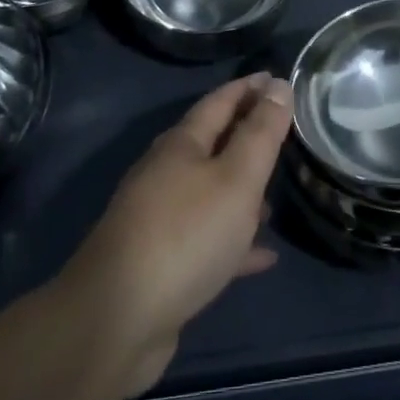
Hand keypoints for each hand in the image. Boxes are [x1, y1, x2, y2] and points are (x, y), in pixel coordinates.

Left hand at [59, 72, 291, 395]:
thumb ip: (261, 133)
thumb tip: (278, 84)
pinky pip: (208, 240)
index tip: (277, 78)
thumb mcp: (236, 178)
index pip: (220, 101)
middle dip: (246, 135)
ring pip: (210, 193)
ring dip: (242, 190)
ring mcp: (160, 220)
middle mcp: (167, 174)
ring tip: (277, 195)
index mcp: (182, 145)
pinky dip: (236, 241)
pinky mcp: (162, 264)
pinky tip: (264, 255)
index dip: (249, 88)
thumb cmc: (185, 235)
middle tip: (284, 132)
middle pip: (213, 144)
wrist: (116, 322)